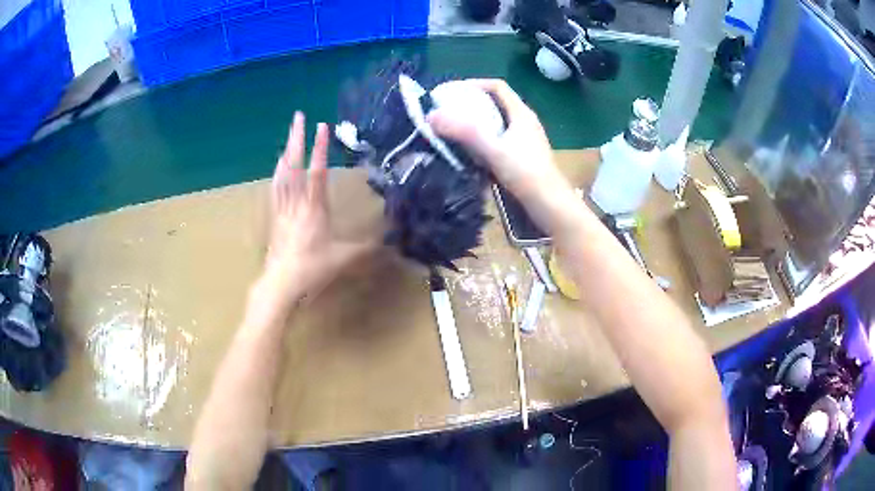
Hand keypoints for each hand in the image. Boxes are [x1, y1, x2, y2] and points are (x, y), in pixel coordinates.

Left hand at [261, 112, 372, 303]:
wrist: (280, 283)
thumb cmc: (312, 269)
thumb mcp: (343, 259)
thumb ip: (366, 249)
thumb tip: (390, 244)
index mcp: (314, 209)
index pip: (317, 172)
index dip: (321, 148)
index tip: (322, 125)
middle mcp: (296, 203)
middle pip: (294, 165)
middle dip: (296, 138)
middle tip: (298, 116)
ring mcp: (283, 209)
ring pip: (282, 174)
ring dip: (286, 152)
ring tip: (290, 137)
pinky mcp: (275, 217)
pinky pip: (276, 189)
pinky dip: (278, 173)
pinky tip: (278, 169)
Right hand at [426, 79, 579, 234]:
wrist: (551, 206)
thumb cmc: (526, 174)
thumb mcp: (493, 151)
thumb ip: (464, 132)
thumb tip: (432, 116)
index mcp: (522, 114)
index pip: (497, 87)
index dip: (474, 84)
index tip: (452, 92)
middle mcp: (525, 122)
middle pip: (496, 103)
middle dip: (472, 104)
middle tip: (448, 112)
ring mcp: (526, 140)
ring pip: (498, 123)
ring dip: (477, 123)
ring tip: (455, 131)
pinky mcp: (524, 156)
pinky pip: (500, 139)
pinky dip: (484, 140)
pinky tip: (471, 153)